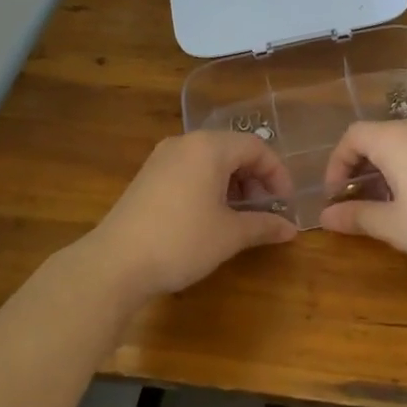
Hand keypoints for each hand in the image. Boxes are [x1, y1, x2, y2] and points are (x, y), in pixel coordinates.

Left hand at [88, 131, 296, 300]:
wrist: (115, 263)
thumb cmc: (181, 241)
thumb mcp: (229, 235)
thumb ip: (263, 226)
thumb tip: (291, 229)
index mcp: (209, 147)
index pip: (256, 148)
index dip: (277, 174)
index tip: (285, 203)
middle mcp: (185, 143)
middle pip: (232, 150)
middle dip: (255, 179)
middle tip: (265, 210)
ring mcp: (162, 158)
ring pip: (209, 161)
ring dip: (232, 184)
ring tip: (240, 216)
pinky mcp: (147, 177)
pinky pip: (189, 170)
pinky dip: (208, 186)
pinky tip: (210, 216)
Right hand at [318, 109, 406, 273]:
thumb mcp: (394, 226)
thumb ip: (358, 216)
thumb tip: (325, 216)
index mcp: (396, 139)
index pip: (354, 137)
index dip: (338, 162)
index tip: (337, 194)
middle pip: (383, 133)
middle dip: (367, 163)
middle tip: (365, 197)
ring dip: (398, 155)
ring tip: (399, 188)